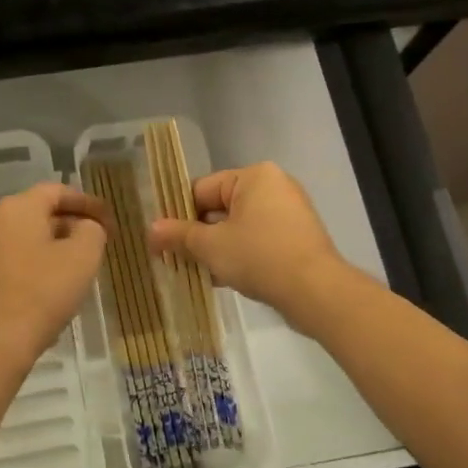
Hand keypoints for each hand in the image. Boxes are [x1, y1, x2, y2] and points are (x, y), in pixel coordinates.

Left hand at [0, 184, 108, 366]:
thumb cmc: (44, 291)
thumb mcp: (83, 256)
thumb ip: (92, 230)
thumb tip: (86, 226)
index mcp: (17, 208)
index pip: (57, 191)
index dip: (87, 202)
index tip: (108, 219)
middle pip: (38, 213)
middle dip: (70, 224)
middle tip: (96, 242)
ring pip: (24, 238)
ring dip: (51, 246)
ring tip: (76, 265)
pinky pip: (12, 261)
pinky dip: (34, 265)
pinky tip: (50, 286)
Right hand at [147, 162, 348, 324]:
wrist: (317, 292)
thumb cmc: (259, 257)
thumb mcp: (211, 246)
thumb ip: (178, 235)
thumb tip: (151, 230)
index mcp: (254, 176)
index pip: (202, 189)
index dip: (178, 215)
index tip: (163, 240)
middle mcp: (274, 186)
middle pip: (220, 207)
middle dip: (198, 234)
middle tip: (176, 259)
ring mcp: (290, 212)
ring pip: (239, 226)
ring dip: (217, 248)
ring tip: (196, 272)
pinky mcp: (298, 237)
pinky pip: (258, 239)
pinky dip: (240, 254)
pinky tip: (223, 278)